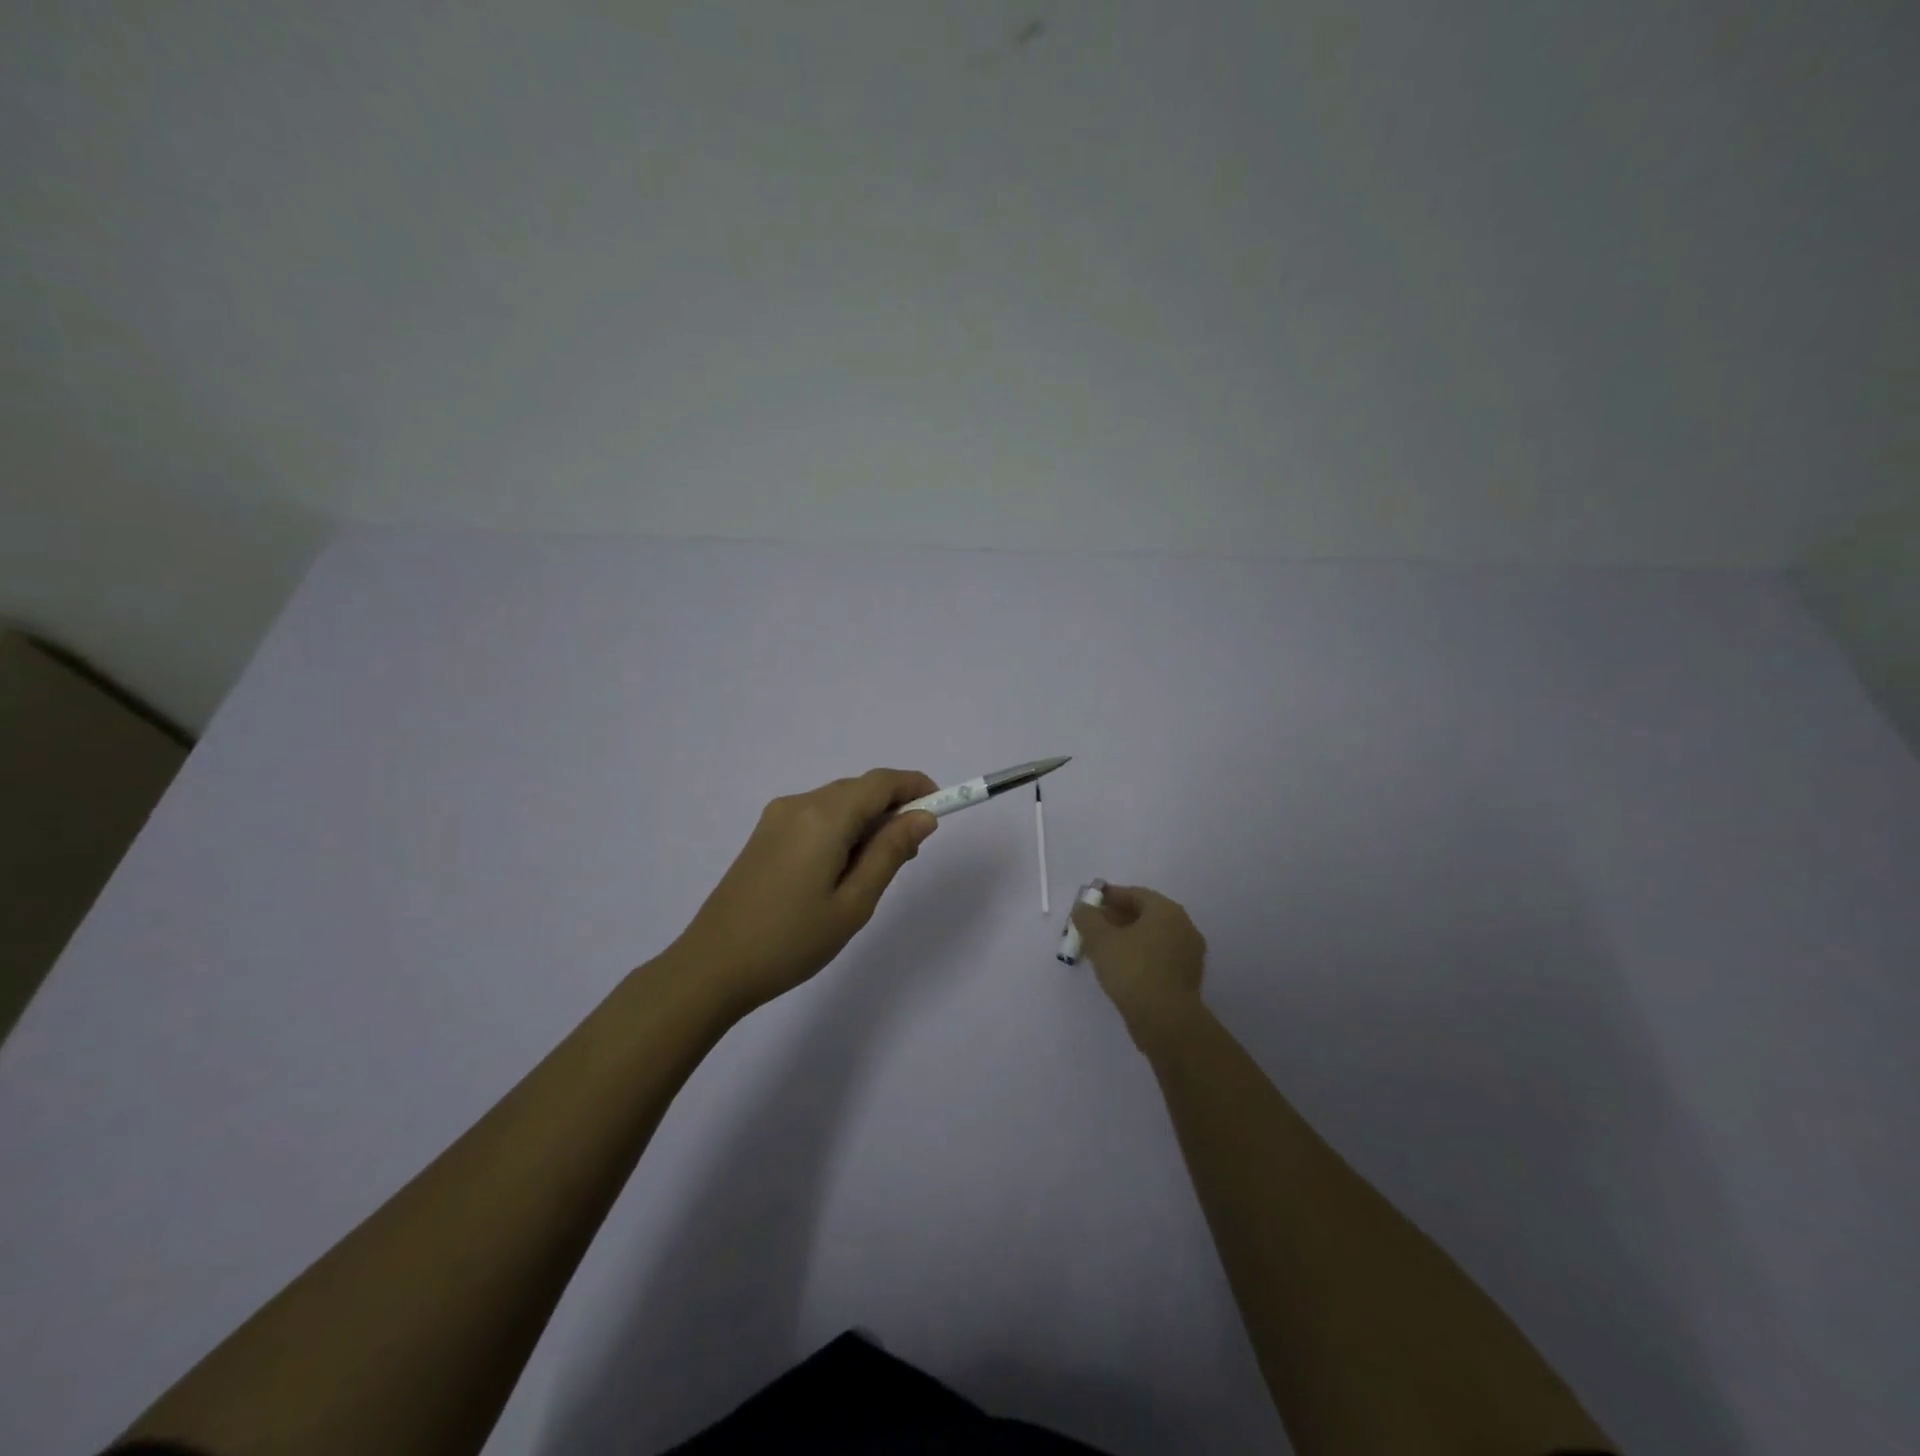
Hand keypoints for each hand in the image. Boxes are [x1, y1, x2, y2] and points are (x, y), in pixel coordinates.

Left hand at [671, 768, 940, 1013]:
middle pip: (859, 789)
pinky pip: (816, 816)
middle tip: (911, 853)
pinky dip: (841, 828)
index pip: (881, 782)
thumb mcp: (854, 903)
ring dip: (867, 820)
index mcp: (824, 817)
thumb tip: (923, 817)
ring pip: (838, 802)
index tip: (943, 806)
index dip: (916, 786)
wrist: (712, 967)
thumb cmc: (791, 941)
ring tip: (875, 869)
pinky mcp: (764, 834)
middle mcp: (799, 804)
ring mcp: (777, 817)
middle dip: (893, 808)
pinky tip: (842, 868)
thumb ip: (890, 852)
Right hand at [1071, 885, 1207, 1037]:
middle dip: (1117, 918)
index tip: (1089, 904)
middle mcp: (1183, 927)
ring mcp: (1189, 954)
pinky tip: (1120, 968)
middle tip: (1093, 927)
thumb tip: (1083, 907)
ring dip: (1127, 938)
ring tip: (1102, 949)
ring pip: (1152, 937)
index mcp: (1167, 911)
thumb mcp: (1100, 940)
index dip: (1109, 896)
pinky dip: (1140, 955)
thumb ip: (1088, 918)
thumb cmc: (1132, 970)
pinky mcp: (1187, 978)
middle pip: (1145, 915)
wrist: (1166, 1021)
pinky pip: (1159, 957)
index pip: (1135, 894)